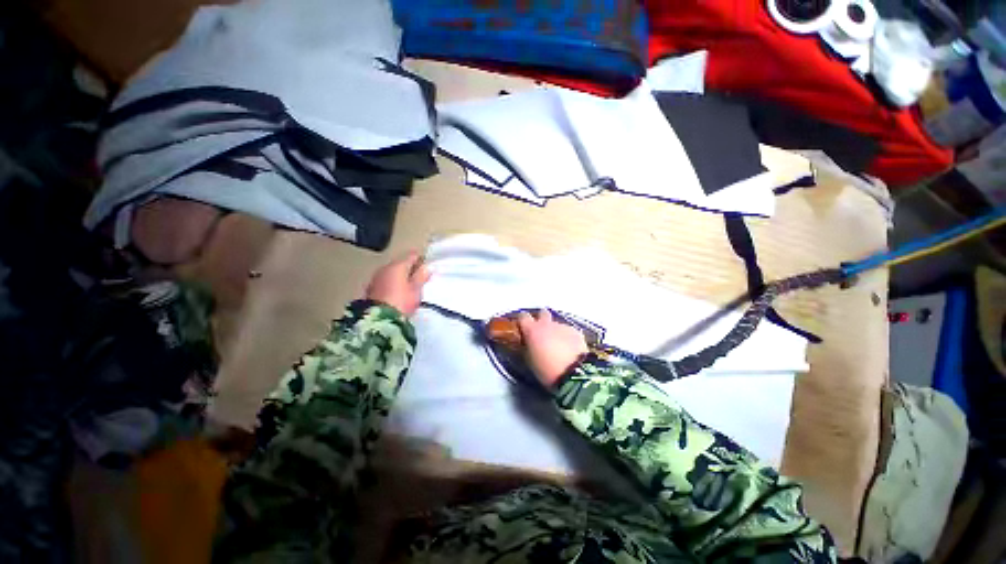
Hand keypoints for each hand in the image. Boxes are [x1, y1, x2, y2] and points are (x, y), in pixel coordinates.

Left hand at [365, 251, 430, 316]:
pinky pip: (385, 281)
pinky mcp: (370, 289)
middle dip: (409, 269)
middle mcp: (385, 268)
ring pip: (392, 272)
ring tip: (409, 287)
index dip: (421, 260)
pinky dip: (392, 283)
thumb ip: (421, 277)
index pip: (412, 255)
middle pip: (400, 263)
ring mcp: (376, 278)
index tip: (427, 267)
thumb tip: (427, 267)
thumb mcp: (416, 290)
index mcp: (398, 265)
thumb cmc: (401, 302)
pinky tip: (397, 292)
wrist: (378, 320)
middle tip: (419, 278)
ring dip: (400, 277)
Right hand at [517, 309, 588, 387]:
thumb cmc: (546, 370)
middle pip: (542, 313)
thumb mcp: (530, 361)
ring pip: (556, 325)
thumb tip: (529, 343)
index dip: (523, 321)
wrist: (574, 372)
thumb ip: (528, 347)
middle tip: (541, 333)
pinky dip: (567, 338)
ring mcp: (562, 326)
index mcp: (532, 330)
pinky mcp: (576, 332)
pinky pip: (568, 332)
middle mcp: (547, 324)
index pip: (523, 316)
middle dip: (541, 320)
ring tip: (558, 347)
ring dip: (555, 332)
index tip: (523, 327)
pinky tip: (570, 350)